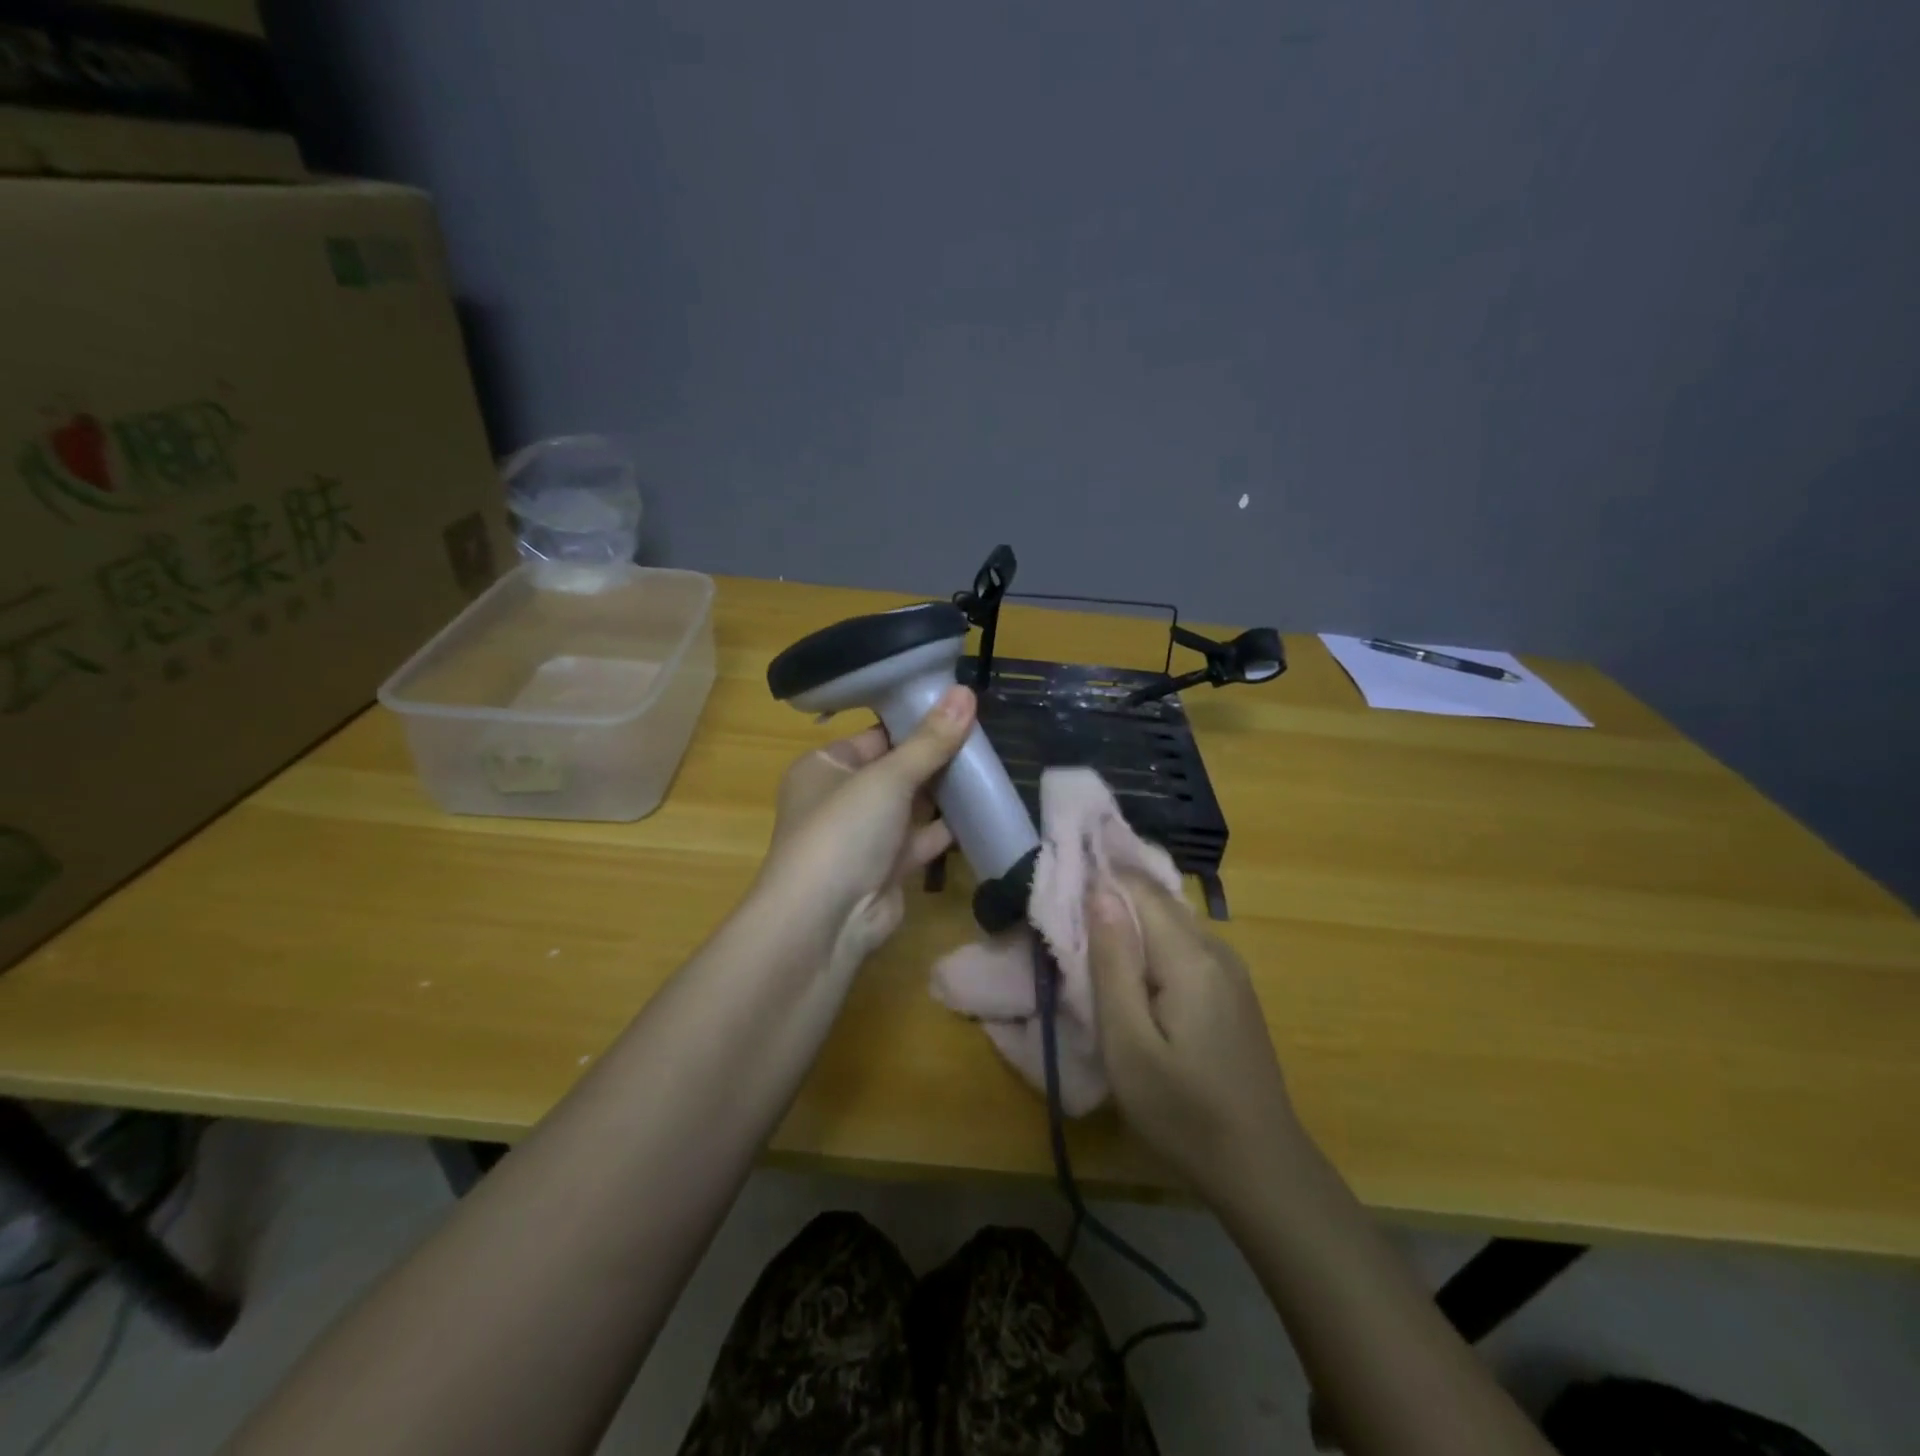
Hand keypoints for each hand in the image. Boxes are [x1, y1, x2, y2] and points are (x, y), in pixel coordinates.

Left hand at [755, 685, 976, 975]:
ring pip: (912, 805)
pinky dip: (948, 828)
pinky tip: (983, 810)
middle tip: (986, 736)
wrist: (824, 921)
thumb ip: (930, 740)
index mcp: (825, 766)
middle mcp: (841, 798)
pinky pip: (922, 839)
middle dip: (936, 757)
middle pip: (897, 769)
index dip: (916, 722)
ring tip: (992, 766)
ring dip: (945, 792)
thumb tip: (966, 691)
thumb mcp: (888, 777)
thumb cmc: (844, 830)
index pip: (876, 735)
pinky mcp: (887, 868)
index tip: (961, 708)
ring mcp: (865, 836)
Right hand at [1086, 872, 1297, 1203]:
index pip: (1139, 888)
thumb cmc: (1183, 1111)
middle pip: (1157, 902)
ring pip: (1171, 924)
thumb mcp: (1129, 1043)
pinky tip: (1132, 974)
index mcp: (1190, 956)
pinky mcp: (1233, 992)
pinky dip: (1152, 946)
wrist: (1262, 1168)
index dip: (1100, 876)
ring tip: (1090, 943)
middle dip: (1112, 898)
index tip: (1060, 882)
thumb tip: (1099, 892)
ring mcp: (1231, 971)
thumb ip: (1113, 963)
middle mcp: (1216, 949)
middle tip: (1067, 915)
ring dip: (1130, 924)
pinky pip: (1185, 948)